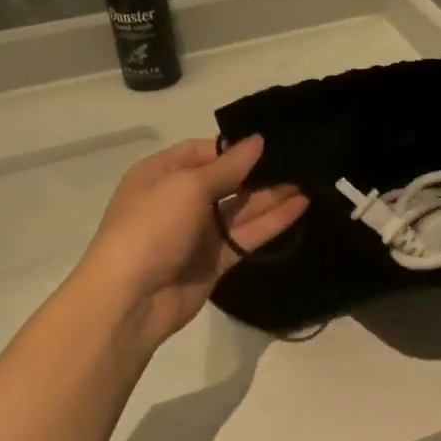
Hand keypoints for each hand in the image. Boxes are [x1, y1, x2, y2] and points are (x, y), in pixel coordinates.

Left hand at [74, 135, 307, 348]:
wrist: (129, 299)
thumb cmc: (151, 228)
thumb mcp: (187, 186)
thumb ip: (228, 166)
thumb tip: (258, 141)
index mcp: (161, 174)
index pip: (204, 152)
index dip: (236, 147)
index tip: (273, 141)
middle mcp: (180, 200)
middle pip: (227, 180)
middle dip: (261, 171)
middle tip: (302, 160)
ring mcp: (198, 232)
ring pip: (241, 209)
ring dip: (273, 195)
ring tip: (311, 180)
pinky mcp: (215, 260)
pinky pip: (247, 236)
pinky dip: (272, 222)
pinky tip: (300, 207)